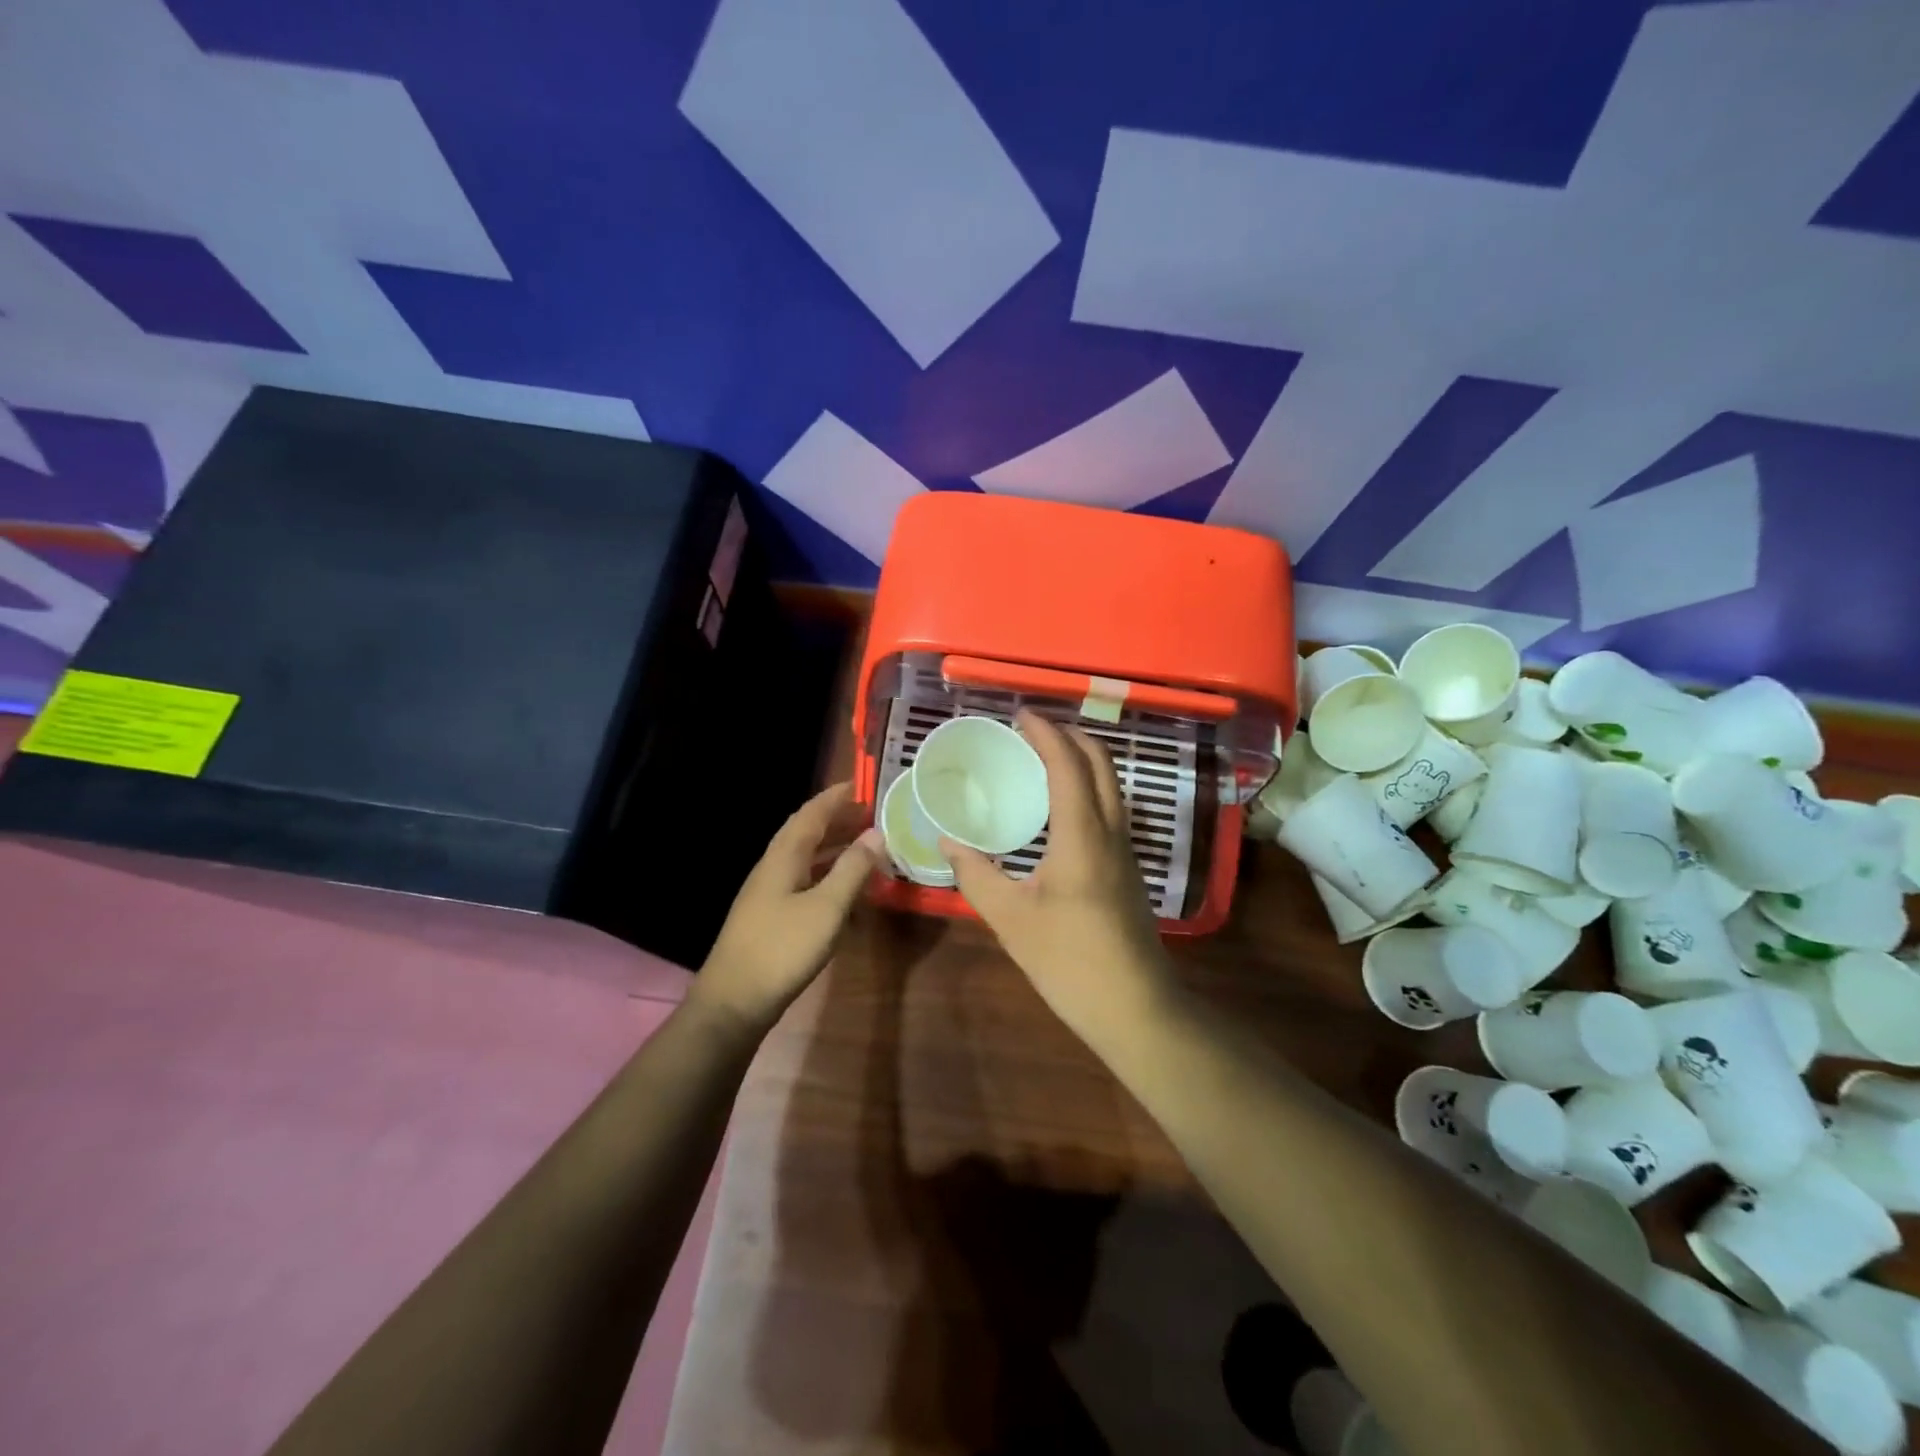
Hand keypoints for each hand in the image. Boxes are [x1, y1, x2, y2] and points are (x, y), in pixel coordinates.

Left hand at [694, 782, 883, 1035]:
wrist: (734, 1002)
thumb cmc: (782, 949)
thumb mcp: (826, 908)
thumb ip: (852, 869)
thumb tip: (876, 834)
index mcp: (783, 856)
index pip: (812, 813)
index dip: (836, 797)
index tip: (864, 783)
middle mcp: (774, 867)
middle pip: (808, 833)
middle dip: (840, 820)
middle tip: (875, 814)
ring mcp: (770, 893)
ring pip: (807, 858)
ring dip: (836, 847)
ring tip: (868, 844)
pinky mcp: (773, 917)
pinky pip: (806, 881)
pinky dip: (830, 874)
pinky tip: (848, 888)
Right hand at [941, 711, 1172, 1034]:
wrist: (1135, 1008)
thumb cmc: (1070, 961)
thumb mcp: (1011, 919)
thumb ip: (976, 875)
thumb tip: (946, 842)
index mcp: (1082, 835)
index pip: (1068, 764)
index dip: (1045, 733)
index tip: (1020, 715)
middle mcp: (1111, 831)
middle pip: (1101, 764)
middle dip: (1070, 735)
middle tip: (1033, 730)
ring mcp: (1126, 850)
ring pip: (1112, 785)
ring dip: (1083, 760)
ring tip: (1045, 758)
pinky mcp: (1128, 869)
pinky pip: (1111, 809)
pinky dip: (1088, 788)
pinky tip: (1061, 809)